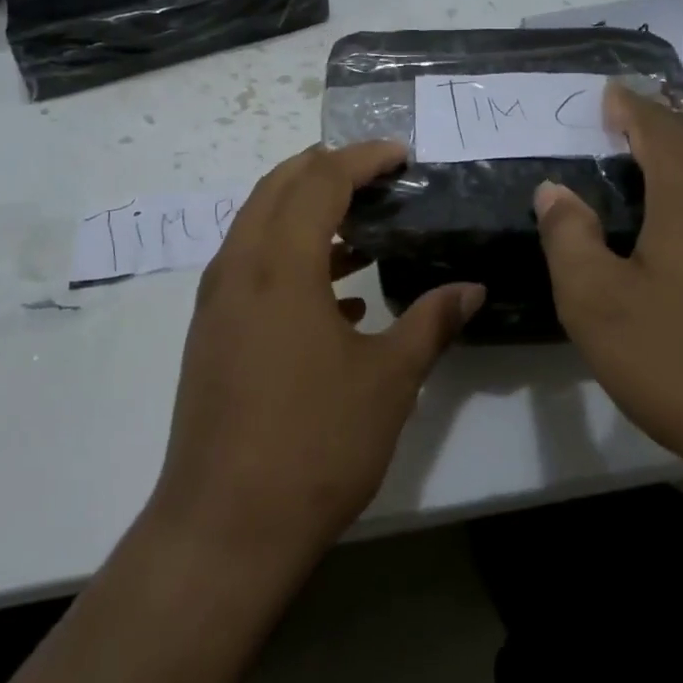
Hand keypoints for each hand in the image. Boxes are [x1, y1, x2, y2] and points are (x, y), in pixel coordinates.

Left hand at [148, 142, 484, 566]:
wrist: (224, 527)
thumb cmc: (314, 444)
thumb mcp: (388, 380)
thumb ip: (431, 323)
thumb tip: (471, 289)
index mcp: (280, 262)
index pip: (321, 179)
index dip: (363, 158)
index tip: (401, 155)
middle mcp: (240, 265)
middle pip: (279, 185)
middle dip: (327, 169)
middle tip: (377, 175)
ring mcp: (218, 298)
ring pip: (260, 223)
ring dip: (306, 212)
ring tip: (362, 230)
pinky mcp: (211, 330)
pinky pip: (251, 264)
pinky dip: (290, 256)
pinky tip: (337, 296)